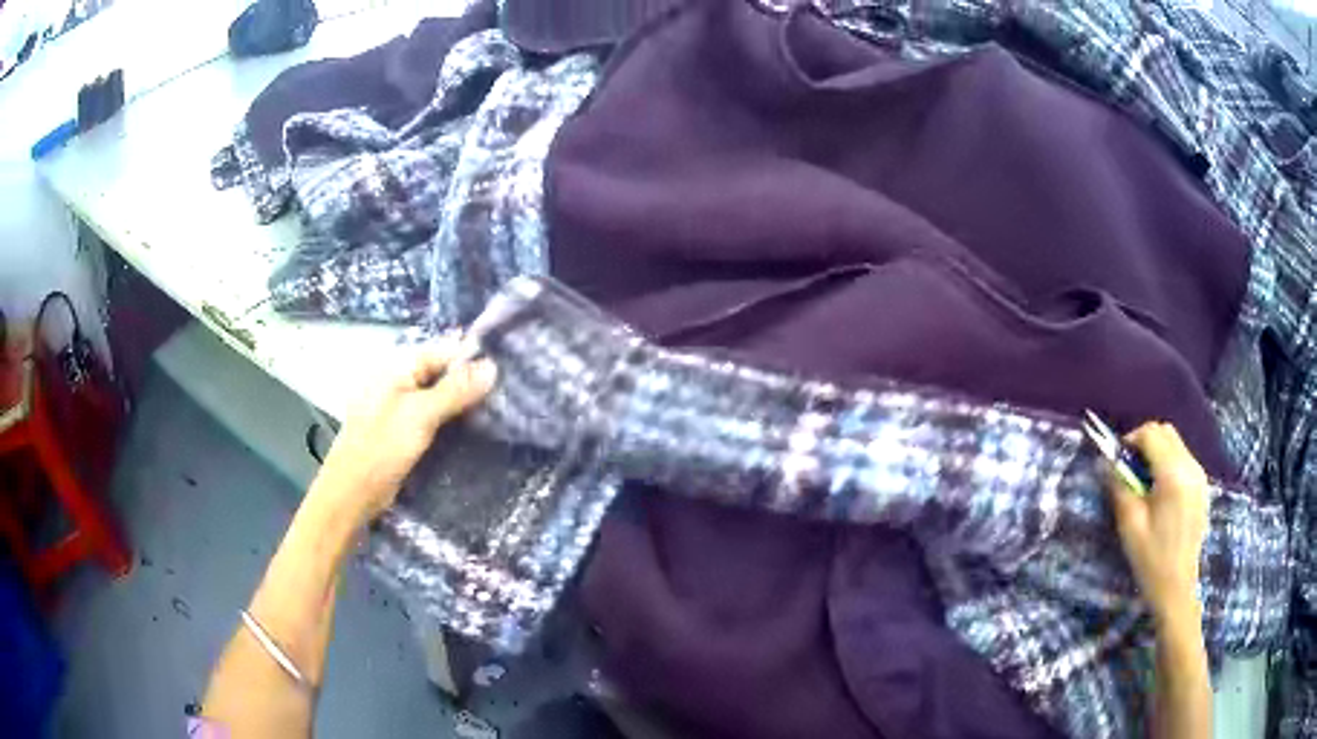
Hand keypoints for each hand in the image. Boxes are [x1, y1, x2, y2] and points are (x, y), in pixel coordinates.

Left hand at [310, 336, 496, 528]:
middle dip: (472, 381)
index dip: (473, 358)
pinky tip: (477, 427)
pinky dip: (453, 419)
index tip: (509, 368)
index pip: (443, 351)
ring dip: (465, 402)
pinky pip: (435, 416)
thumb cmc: (382, 448)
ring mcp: (401, 406)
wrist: (353, 493)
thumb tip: (493, 366)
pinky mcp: (405, 430)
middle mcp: (399, 380)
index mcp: (397, 366)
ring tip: (502, 409)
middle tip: (510, 392)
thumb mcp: (420, 415)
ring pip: (441, 396)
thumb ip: (455, 390)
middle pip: (442, 372)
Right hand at [1105, 422, 1209, 626]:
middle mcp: (1190, 466)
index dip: (1131, 440)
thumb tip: (1106, 462)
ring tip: (1143, 482)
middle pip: (1166, 432)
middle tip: (1129, 469)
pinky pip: (1183, 459)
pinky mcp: (1201, 486)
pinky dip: (1168, 463)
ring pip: (1176, 444)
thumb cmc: (1151, 559)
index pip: (1151, 434)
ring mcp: (1199, 475)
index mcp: (1173, 474)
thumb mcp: (1130, 525)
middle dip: (1145, 442)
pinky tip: (1159, 492)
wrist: (1177, 588)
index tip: (1117, 460)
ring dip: (1157, 452)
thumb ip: (1119, 487)